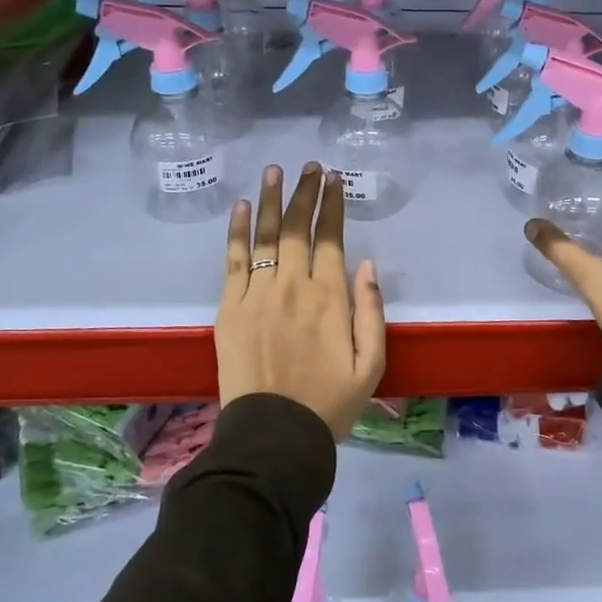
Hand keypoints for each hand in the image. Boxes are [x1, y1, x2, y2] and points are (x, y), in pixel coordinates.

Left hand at [217, 163, 385, 437]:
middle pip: (297, 227)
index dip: (332, 205)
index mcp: (330, 298)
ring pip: (265, 235)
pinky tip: (241, 207)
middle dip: (305, 192)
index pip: (331, 238)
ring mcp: (257, 294)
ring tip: (274, 171)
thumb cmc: (329, 403)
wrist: (273, 436)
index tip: (334, 179)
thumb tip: (366, 263)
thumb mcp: (371, 364)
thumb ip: (371, 310)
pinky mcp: (229, 307)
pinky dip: (237, 231)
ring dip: (270, 199)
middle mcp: (293, 286)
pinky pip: (233, 260)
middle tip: (309, 166)